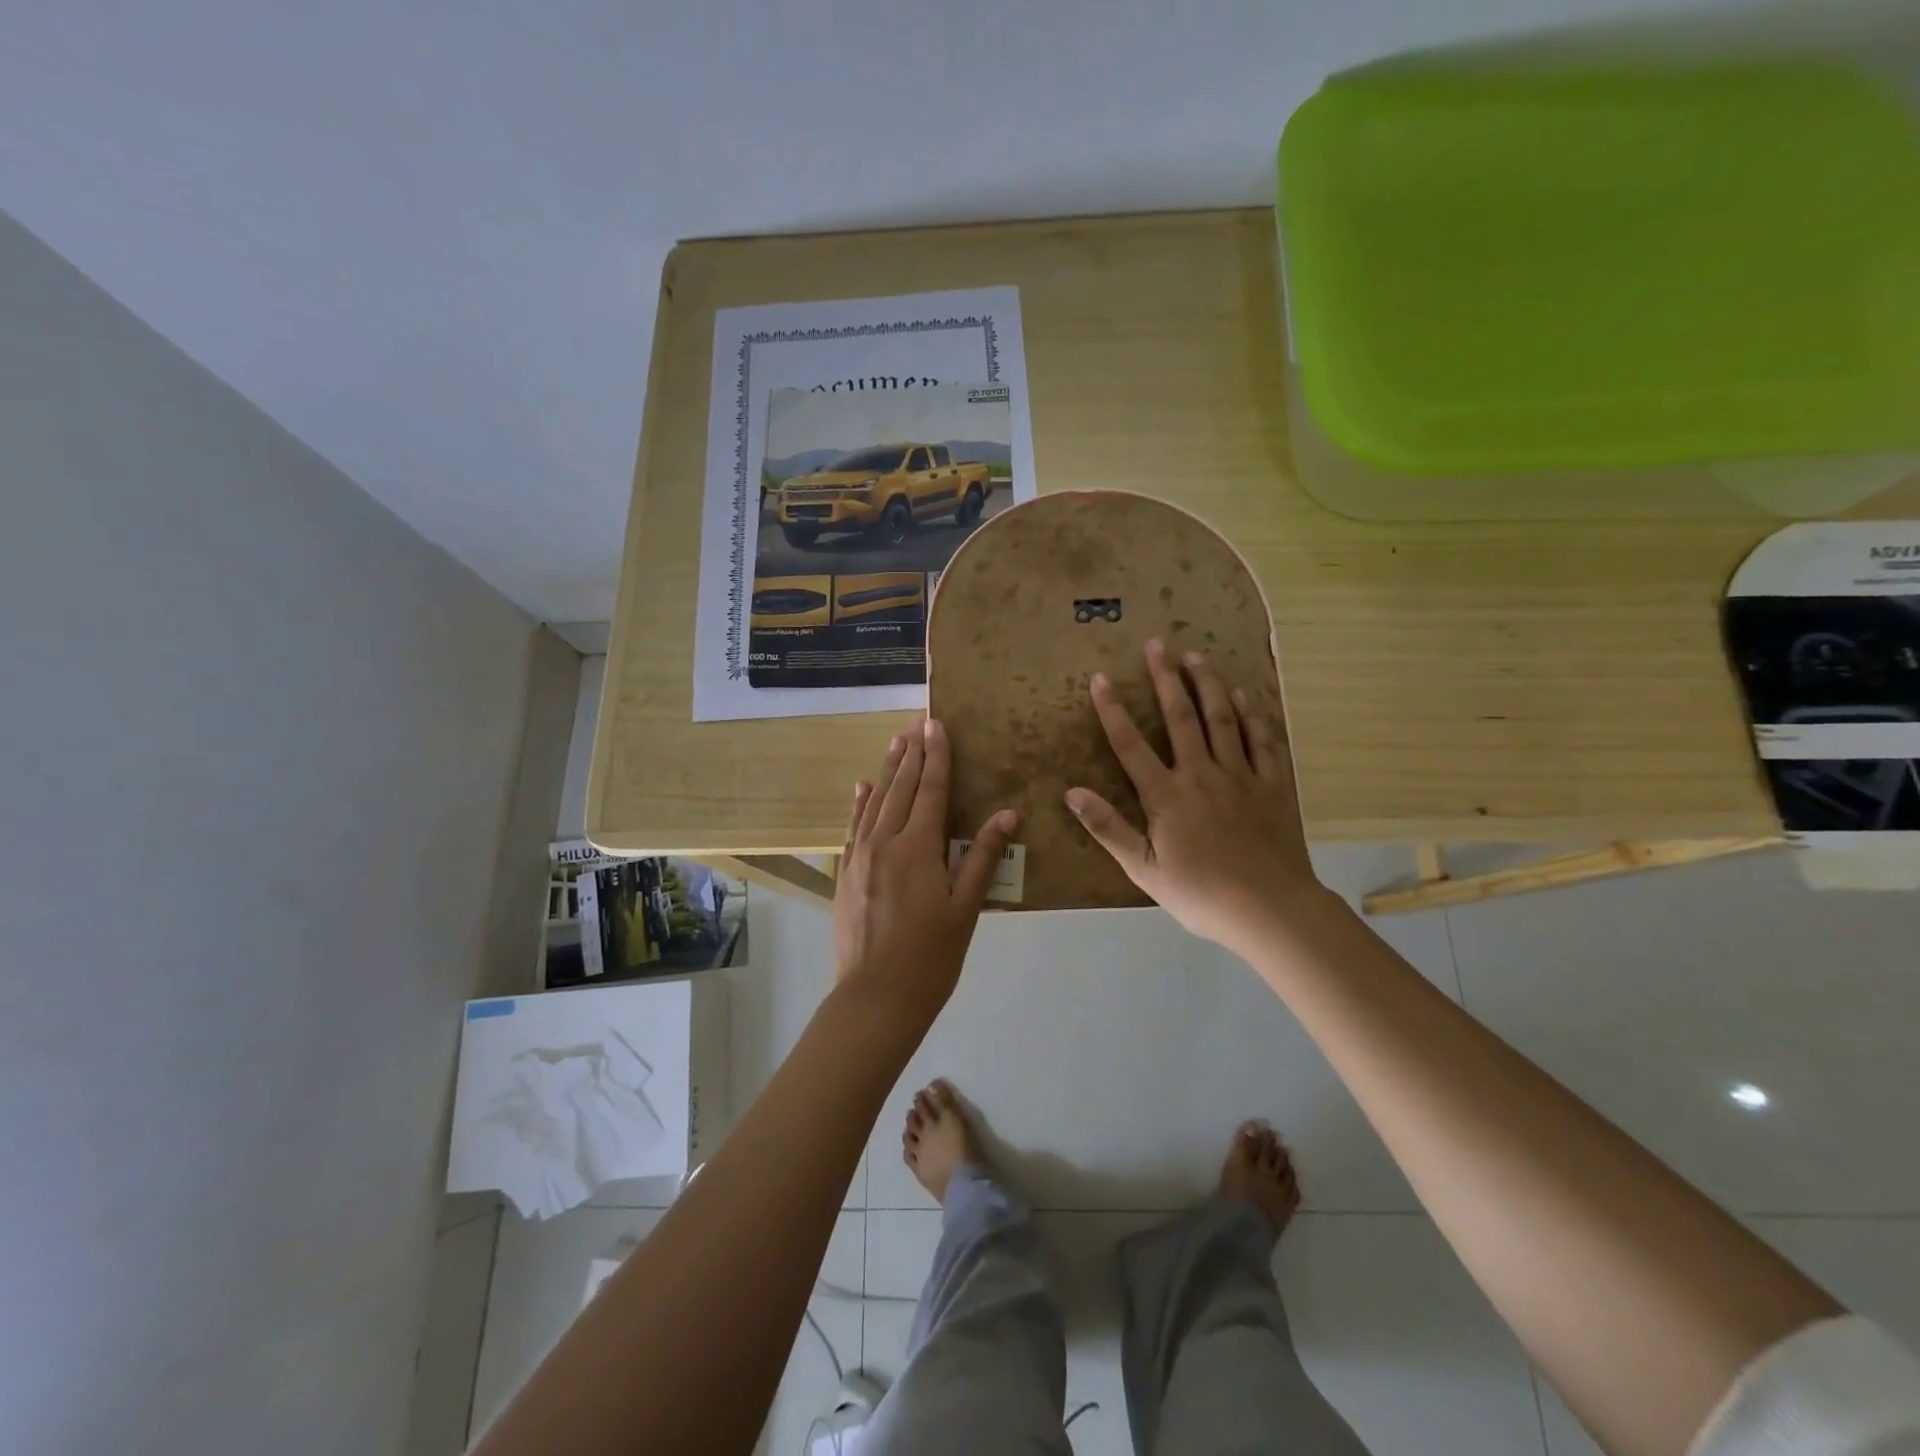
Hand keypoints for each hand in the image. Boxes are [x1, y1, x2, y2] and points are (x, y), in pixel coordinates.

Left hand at [834, 719, 1017, 1026]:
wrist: (875, 998)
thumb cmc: (930, 958)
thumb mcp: (965, 910)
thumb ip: (983, 858)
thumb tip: (1007, 814)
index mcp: (918, 849)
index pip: (932, 790)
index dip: (937, 756)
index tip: (937, 725)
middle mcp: (884, 843)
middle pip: (901, 788)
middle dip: (912, 754)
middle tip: (917, 723)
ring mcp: (860, 857)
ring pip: (874, 802)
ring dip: (888, 771)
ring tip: (896, 743)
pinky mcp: (846, 873)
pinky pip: (853, 827)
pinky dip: (860, 803)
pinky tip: (862, 787)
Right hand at [1065, 639, 1323, 953]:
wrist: (1270, 910)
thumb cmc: (1201, 894)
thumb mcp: (1144, 869)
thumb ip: (1108, 828)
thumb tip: (1072, 792)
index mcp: (1167, 795)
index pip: (1131, 744)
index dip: (1113, 709)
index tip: (1100, 677)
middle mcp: (1202, 774)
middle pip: (1180, 717)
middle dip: (1165, 678)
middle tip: (1157, 644)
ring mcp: (1241, 776)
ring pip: (1222, 719)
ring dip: (1207, 684)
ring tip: (1196, 657)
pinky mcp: (1272, 785)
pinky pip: (1261, 740)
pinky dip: (1251, 714)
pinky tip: (1243, 694)